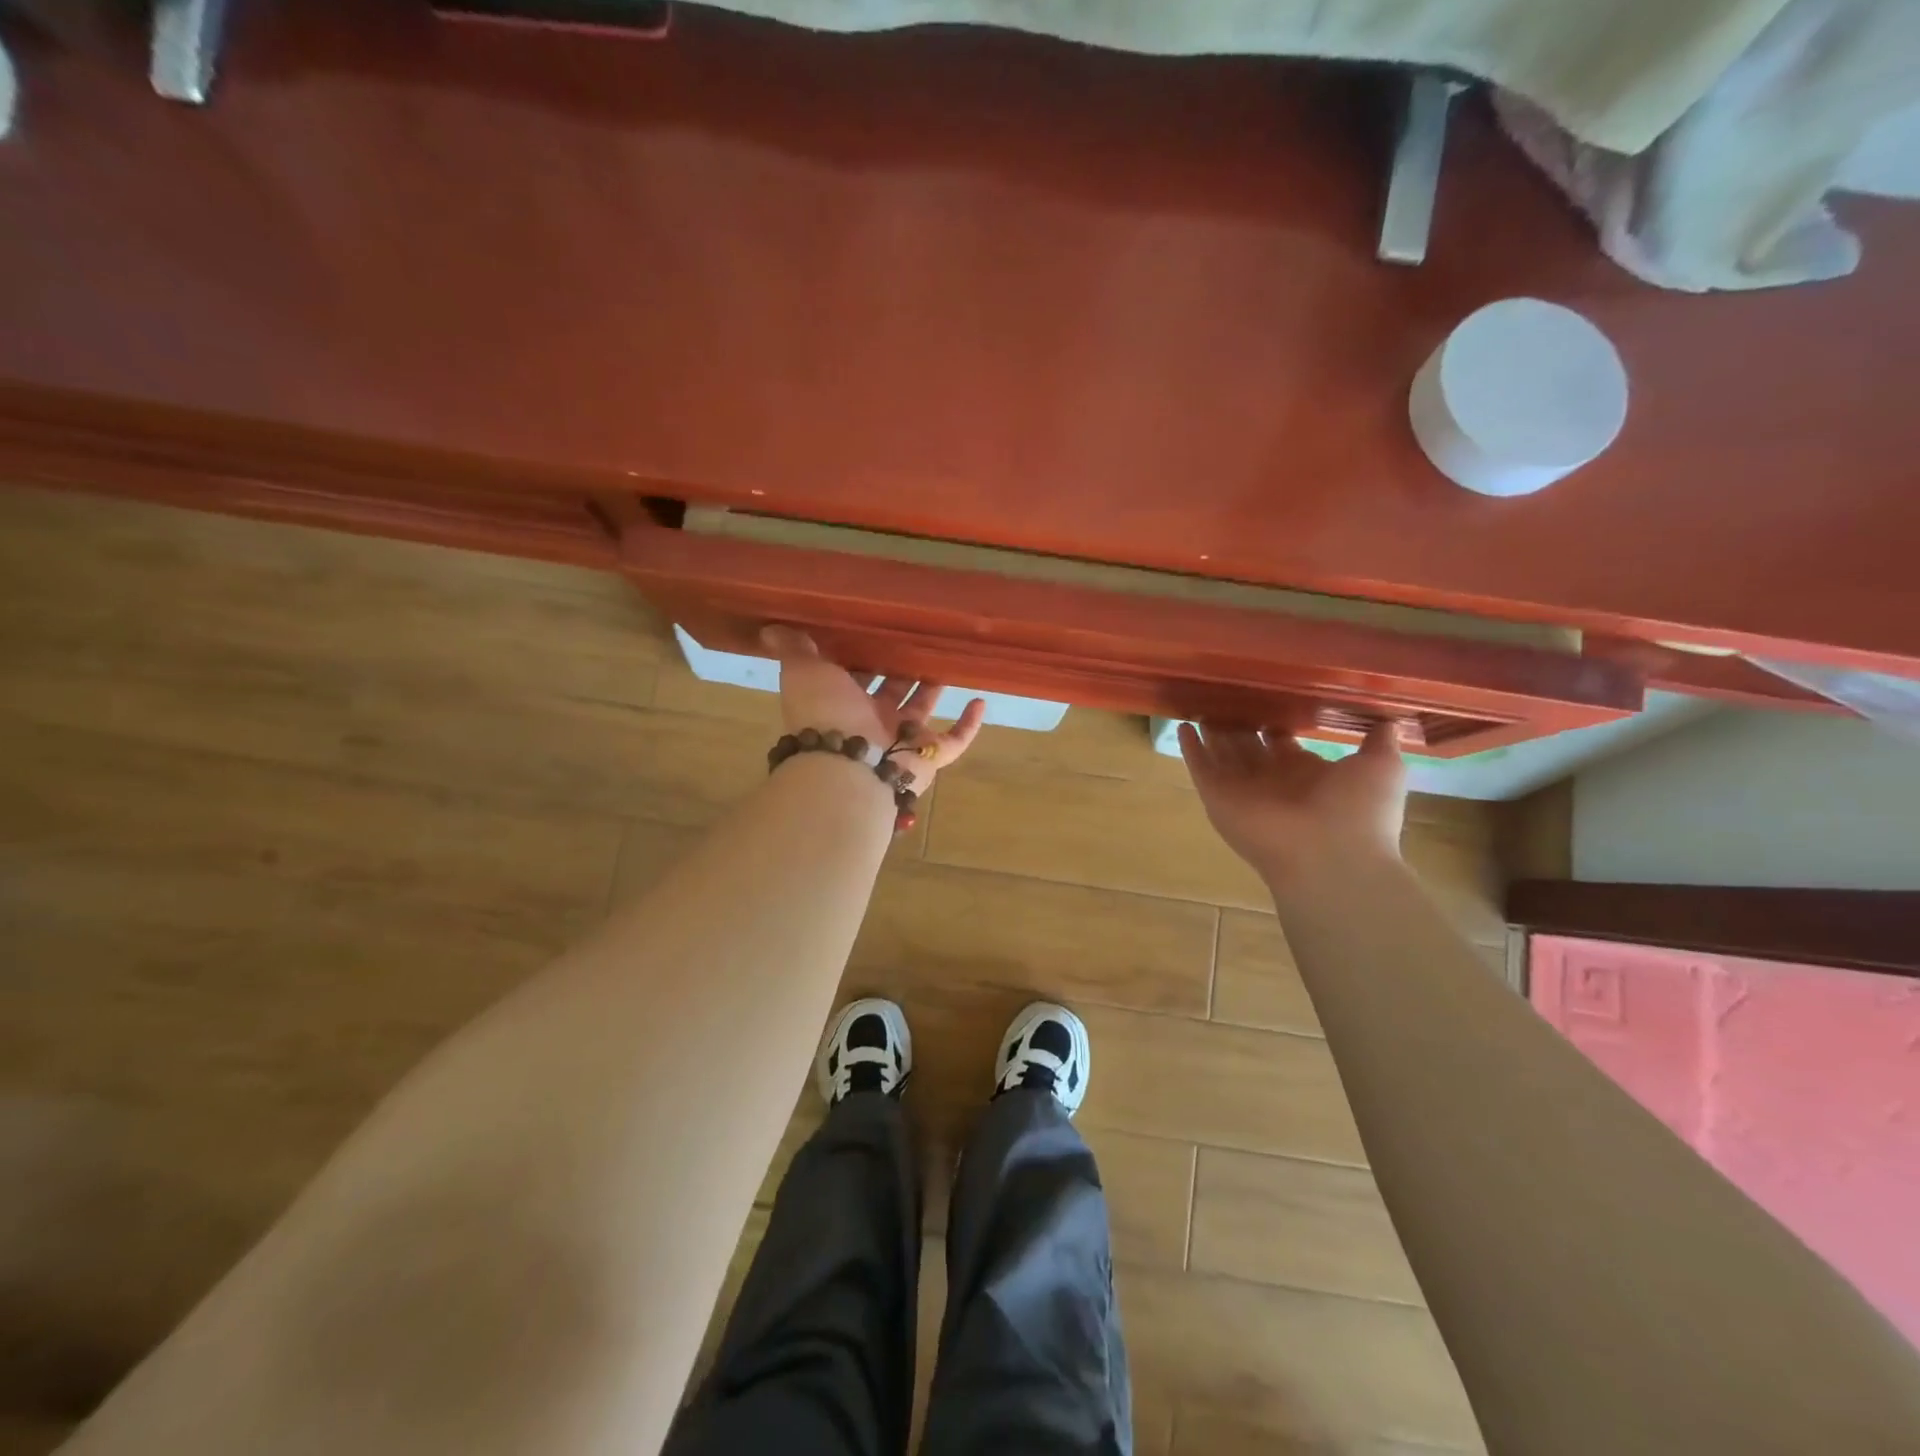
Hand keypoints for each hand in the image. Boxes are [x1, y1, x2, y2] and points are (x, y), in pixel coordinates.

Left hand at [761, 626, 987, 791]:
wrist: (846, 763)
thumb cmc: (825, 712)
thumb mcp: (803, 671)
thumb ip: (794, 649)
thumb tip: (770, 629)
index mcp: (842, 702)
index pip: (853, 675)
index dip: (862, 654)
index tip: (876, 629)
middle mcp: (871, 722)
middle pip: (889, 691)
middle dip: (900, 669)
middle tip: (916, 639)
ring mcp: (902, 740)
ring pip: (920, 711)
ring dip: (932, 689)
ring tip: (945, 660)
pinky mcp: (928, 757)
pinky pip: (954, 741)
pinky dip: (969, 725)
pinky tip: (981, 701)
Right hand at [1179, 721, 1407, 881]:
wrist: (1331, 857)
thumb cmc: (1358, 812)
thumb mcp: (1383, 767)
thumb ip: (1380, 741)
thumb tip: (1391, 717)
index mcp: (1308, 775)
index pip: (1283, 745)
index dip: (1275, 725)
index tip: (1266, 699)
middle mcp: (1273, 782)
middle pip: (1248, 748)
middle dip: (1238, 726)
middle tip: (1225, 697)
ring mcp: (1243, 791)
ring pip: (1222, 755)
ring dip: (1212, 733)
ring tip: (1200, 705)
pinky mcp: (1218, 797)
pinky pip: (1200, 768)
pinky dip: (1190, 749)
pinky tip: (1183, 726)